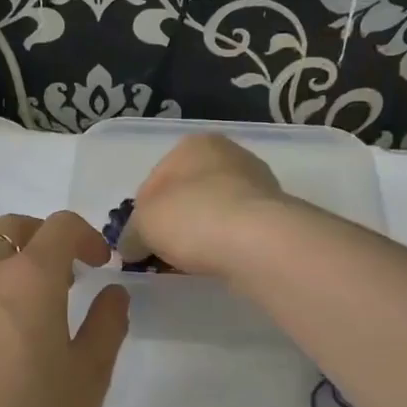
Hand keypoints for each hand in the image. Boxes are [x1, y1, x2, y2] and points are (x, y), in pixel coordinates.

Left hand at [0, 212, 129, 406]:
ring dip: (18, 264)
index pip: (58, 226)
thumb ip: (107, 324)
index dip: (87, 235)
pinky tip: (15, 341)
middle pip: (11, 227)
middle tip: (70, 271)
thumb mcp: (90, 374)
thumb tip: (113, 293)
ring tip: (45, 309)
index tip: (102, 264)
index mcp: (28, 278)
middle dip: (44, 236)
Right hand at [126, 134, 289, 278]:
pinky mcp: (276, 213)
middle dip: (174, 221)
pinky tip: (217, 261)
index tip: (140, 241)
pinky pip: (238, 229)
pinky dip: (225, 243)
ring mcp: (257, 183)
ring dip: (201, 232)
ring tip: (190, 262)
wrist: (258, 241)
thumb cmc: (191, 217)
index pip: (155, 180)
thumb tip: (130, 247)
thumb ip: (131, 234)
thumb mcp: (143, 225)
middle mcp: (228, 154)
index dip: (142, 213)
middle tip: (163, 253)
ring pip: (214, 211)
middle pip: (188, 193)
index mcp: (192, 144)